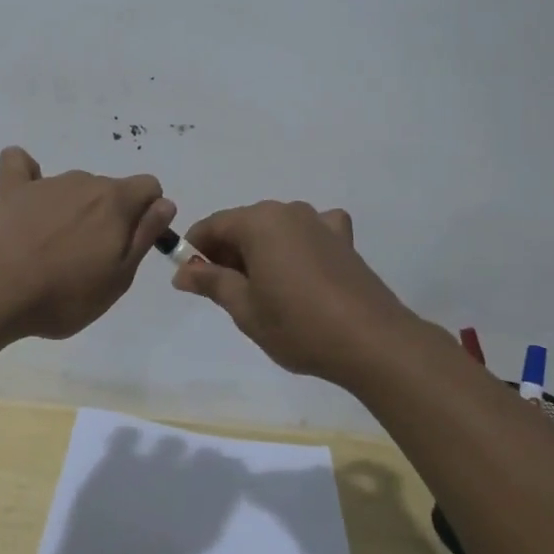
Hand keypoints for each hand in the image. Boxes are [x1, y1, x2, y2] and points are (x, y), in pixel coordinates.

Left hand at [0, 146, 175, 340]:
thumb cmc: (64, 295)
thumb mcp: (119, 278)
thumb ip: (144, 236)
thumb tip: (163, 204)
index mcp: (116, 202)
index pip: (149, 186)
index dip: (147, 214)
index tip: (130, 245)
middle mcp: (84, 182)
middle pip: (109, 190)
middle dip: (108, 216)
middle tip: (90, 260)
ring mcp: (45, 183)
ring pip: (73, 187)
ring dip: (73, 209)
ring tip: (52, 250)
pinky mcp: (10, 190)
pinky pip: (20, 164)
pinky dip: (27, 175)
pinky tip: (25, 197)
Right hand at [172, 200, 428, 384]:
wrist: (371, 341)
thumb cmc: (297, 324)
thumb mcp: (245, 308)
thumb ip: (211, 282)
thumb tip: (182, 271)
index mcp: (259, 222)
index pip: (213, 225)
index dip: (195, 249)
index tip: (188, 277)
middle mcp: (288, 211)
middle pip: (244, 224)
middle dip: (227, 252)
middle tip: (222, 291)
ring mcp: (320, 222)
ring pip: (275, 229)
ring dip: (260, 251)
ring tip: (261, 290)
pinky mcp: (344, 240)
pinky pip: (310, 233)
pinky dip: (297, 246)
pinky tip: (302, 269)